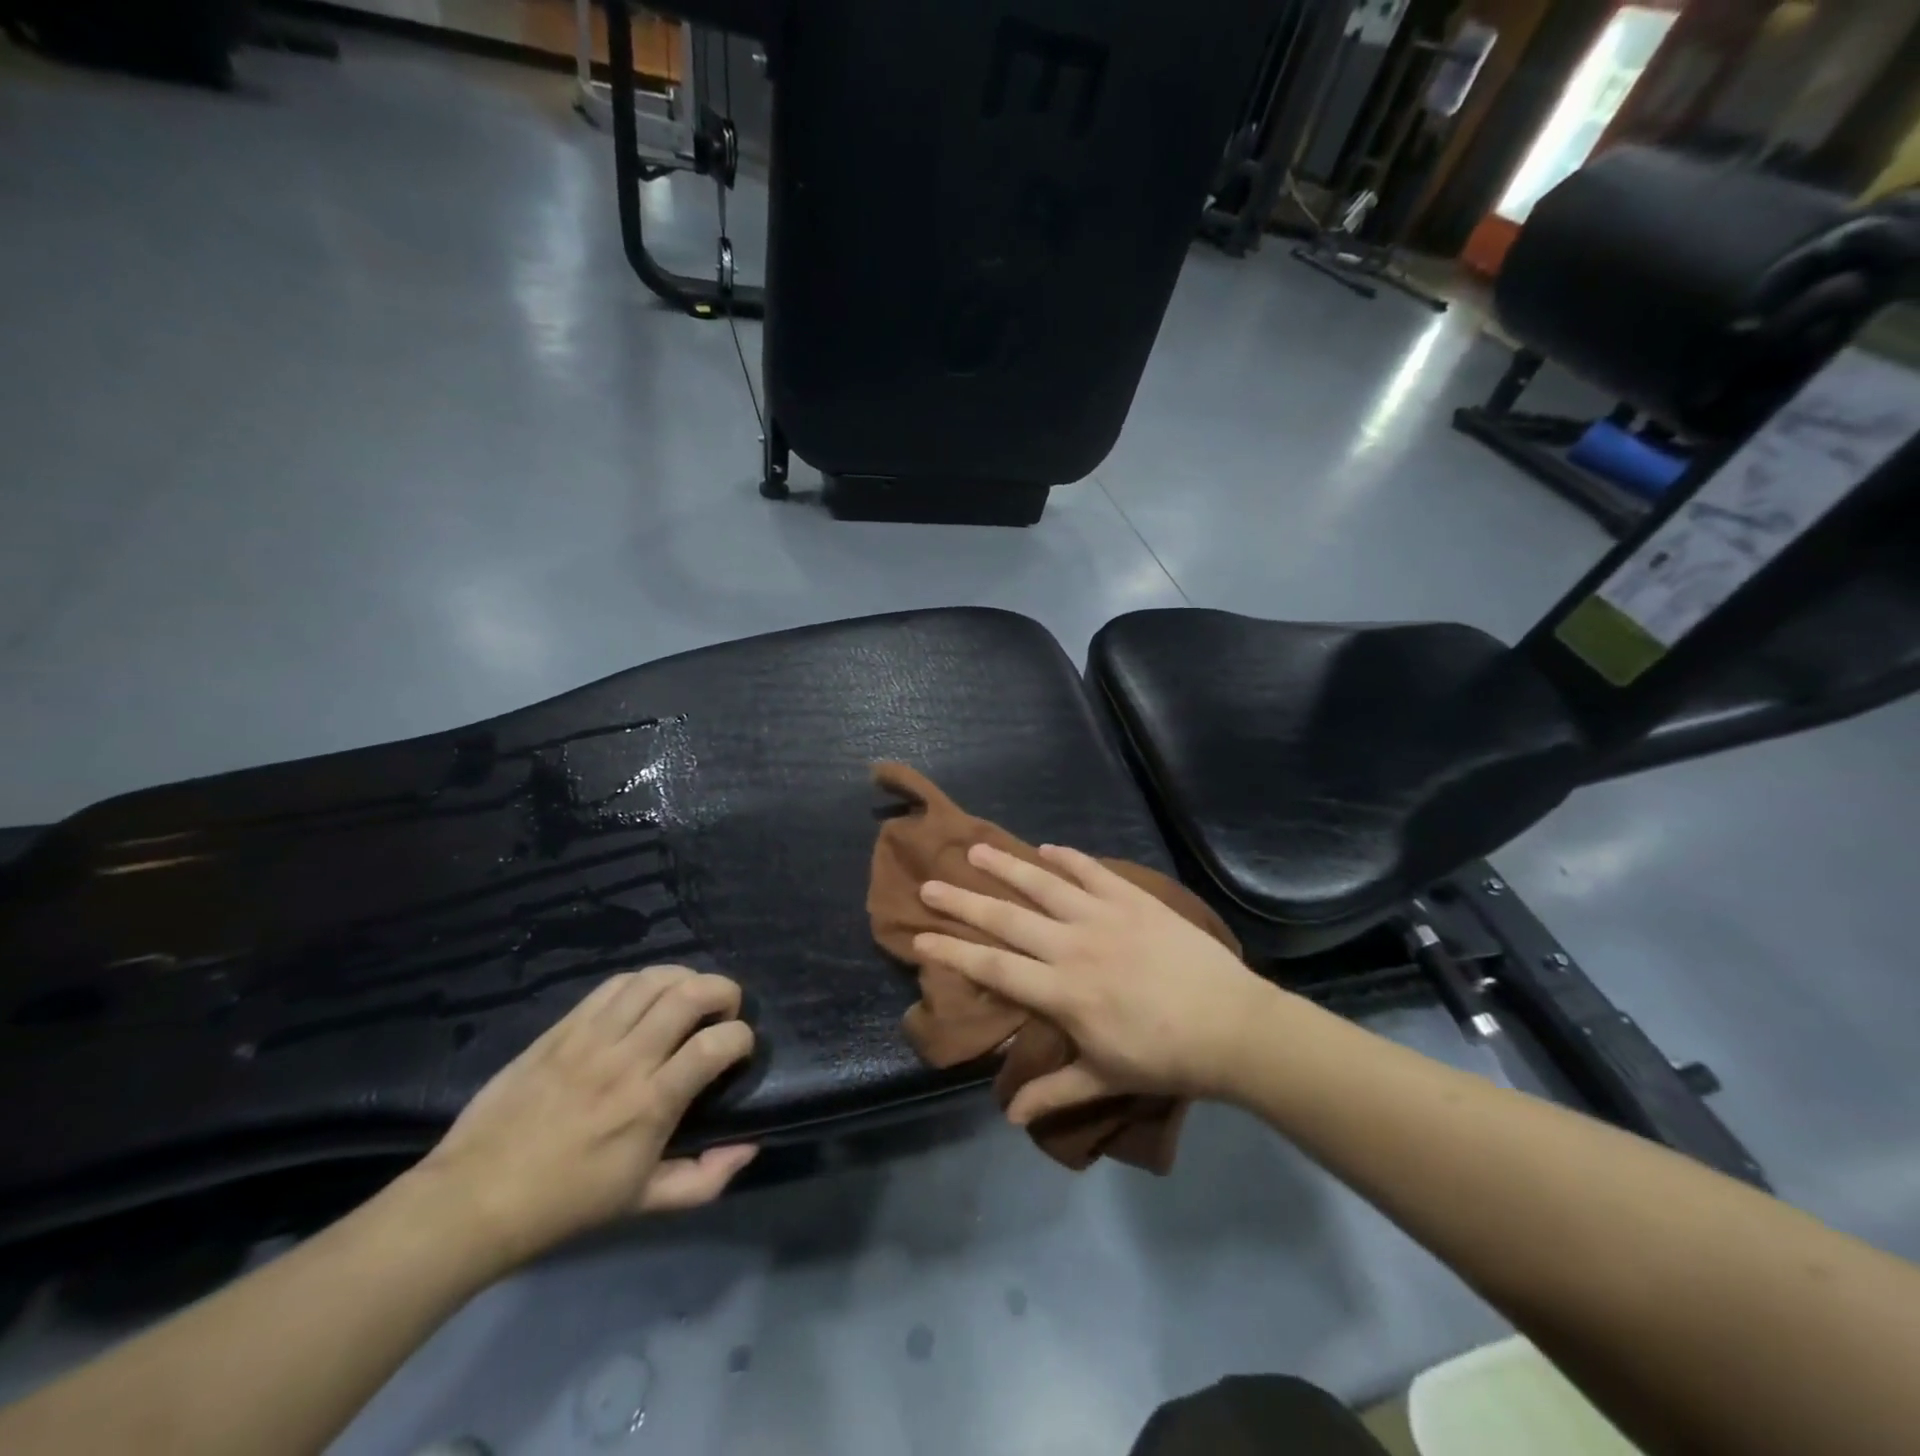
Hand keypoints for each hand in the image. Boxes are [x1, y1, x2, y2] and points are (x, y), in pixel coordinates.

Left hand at [414, 967, 756, 1268]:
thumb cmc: (566, 1204)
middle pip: (691, 994)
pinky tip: (647, 998)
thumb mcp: (643, 1203)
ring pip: (654, 979)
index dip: (741, 1038)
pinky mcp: (562, 1028)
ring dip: (686, 979)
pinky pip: (614, 985)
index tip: (740, 1049)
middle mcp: (626, 1060)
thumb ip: (705, 1178)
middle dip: (725, 991)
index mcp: (650, 1104)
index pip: (715, 1044)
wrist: (473, 1199)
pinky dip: (644, 981)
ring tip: (690, 997)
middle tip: (725, 1011)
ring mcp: (591, 1038)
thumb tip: (750, 1144)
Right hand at [915, 844, 1281, 1124]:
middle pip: (1007, 919)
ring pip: (1044, 884)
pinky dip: (1068, 858)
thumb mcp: (1105, 1078)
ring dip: (1007, 866)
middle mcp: (1073, 946)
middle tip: (929, 886)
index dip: (953, 952)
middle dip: (963, 902)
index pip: (993, 967)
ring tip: (975, 850)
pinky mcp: (1134, 899)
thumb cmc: (1165, 1057)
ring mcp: (1104, 916)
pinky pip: (1092, 871)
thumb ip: (1055, 1091)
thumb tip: (1008, 1115)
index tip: (919, 939)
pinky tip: (1048, 848)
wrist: (1232, 1026)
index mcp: (1062, 992)